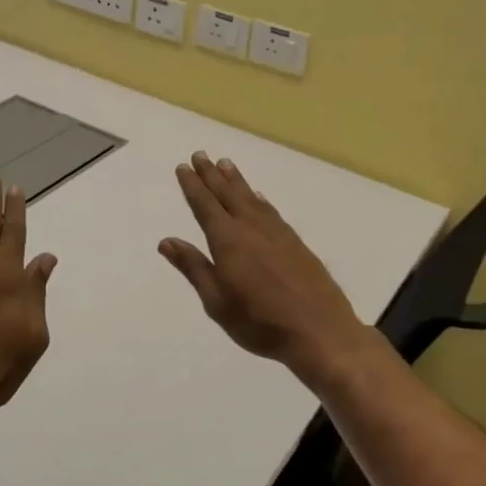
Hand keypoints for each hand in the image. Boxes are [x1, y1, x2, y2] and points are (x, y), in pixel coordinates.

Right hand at [159, 151, 376, 382]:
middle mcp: (251, 228)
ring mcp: (276, 233)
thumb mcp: (217, 302)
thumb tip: (166, 241)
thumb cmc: (260, 322)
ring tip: (225, 163)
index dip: (193, 186)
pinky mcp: (295, 242)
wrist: (319, 331)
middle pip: (227, 194)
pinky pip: (271, 210)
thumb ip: (194, 268)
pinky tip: (258, 196)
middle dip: (212, 174)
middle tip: (201, 154)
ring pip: (250, 198)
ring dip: (236, 180)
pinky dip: (260, 198)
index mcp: (227, 241)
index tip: (183, 167)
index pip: (205, 206)